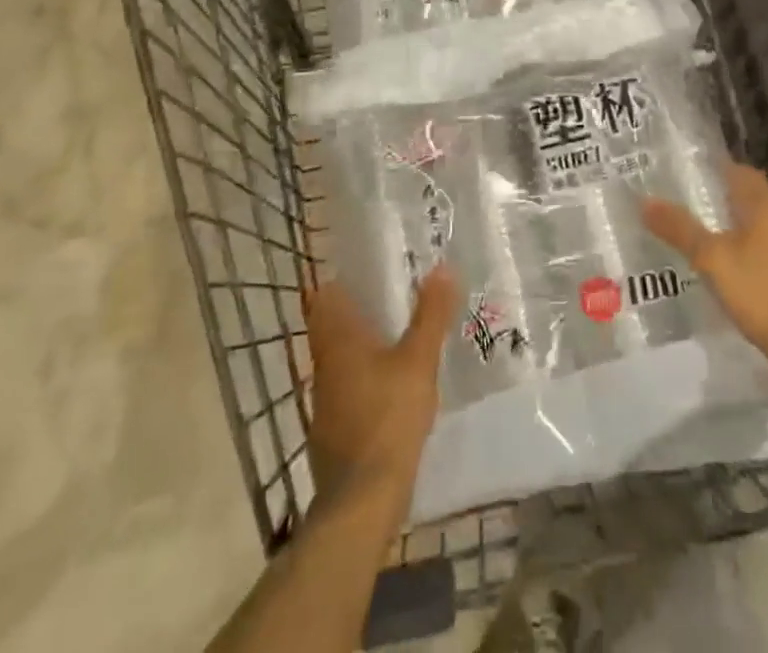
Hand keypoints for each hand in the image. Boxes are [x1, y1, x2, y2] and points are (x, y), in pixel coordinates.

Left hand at [302, 265, 457, 519]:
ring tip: (399, 337)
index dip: (343, 279)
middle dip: (359, 312)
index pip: (326, 296)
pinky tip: (392, 387)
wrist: (361, 501)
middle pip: (333, 326)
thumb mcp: (418, 361)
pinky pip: (348, 389)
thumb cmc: (388, 418)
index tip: (369, 269)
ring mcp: (325, 401)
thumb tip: (443, 267)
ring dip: (363, 347)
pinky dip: (365, 380)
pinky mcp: (333, 431)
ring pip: (341, 360)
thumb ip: (431, 315)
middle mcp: (324, 364)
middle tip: (394, 298)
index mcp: (338, 340)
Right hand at [642, 162, 767, 378]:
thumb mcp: (712, 259)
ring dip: (739, 231)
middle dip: (725, 201)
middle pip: (754, 202)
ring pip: (763, 231)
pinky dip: (751, 257)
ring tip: (708, 242)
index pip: (744, 173)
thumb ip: (680, 229)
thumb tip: (645, 200)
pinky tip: (735, 276)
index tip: (695, 171)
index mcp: (766, 209)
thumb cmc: (762, 293)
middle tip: (692, 206)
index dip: (721, 168)